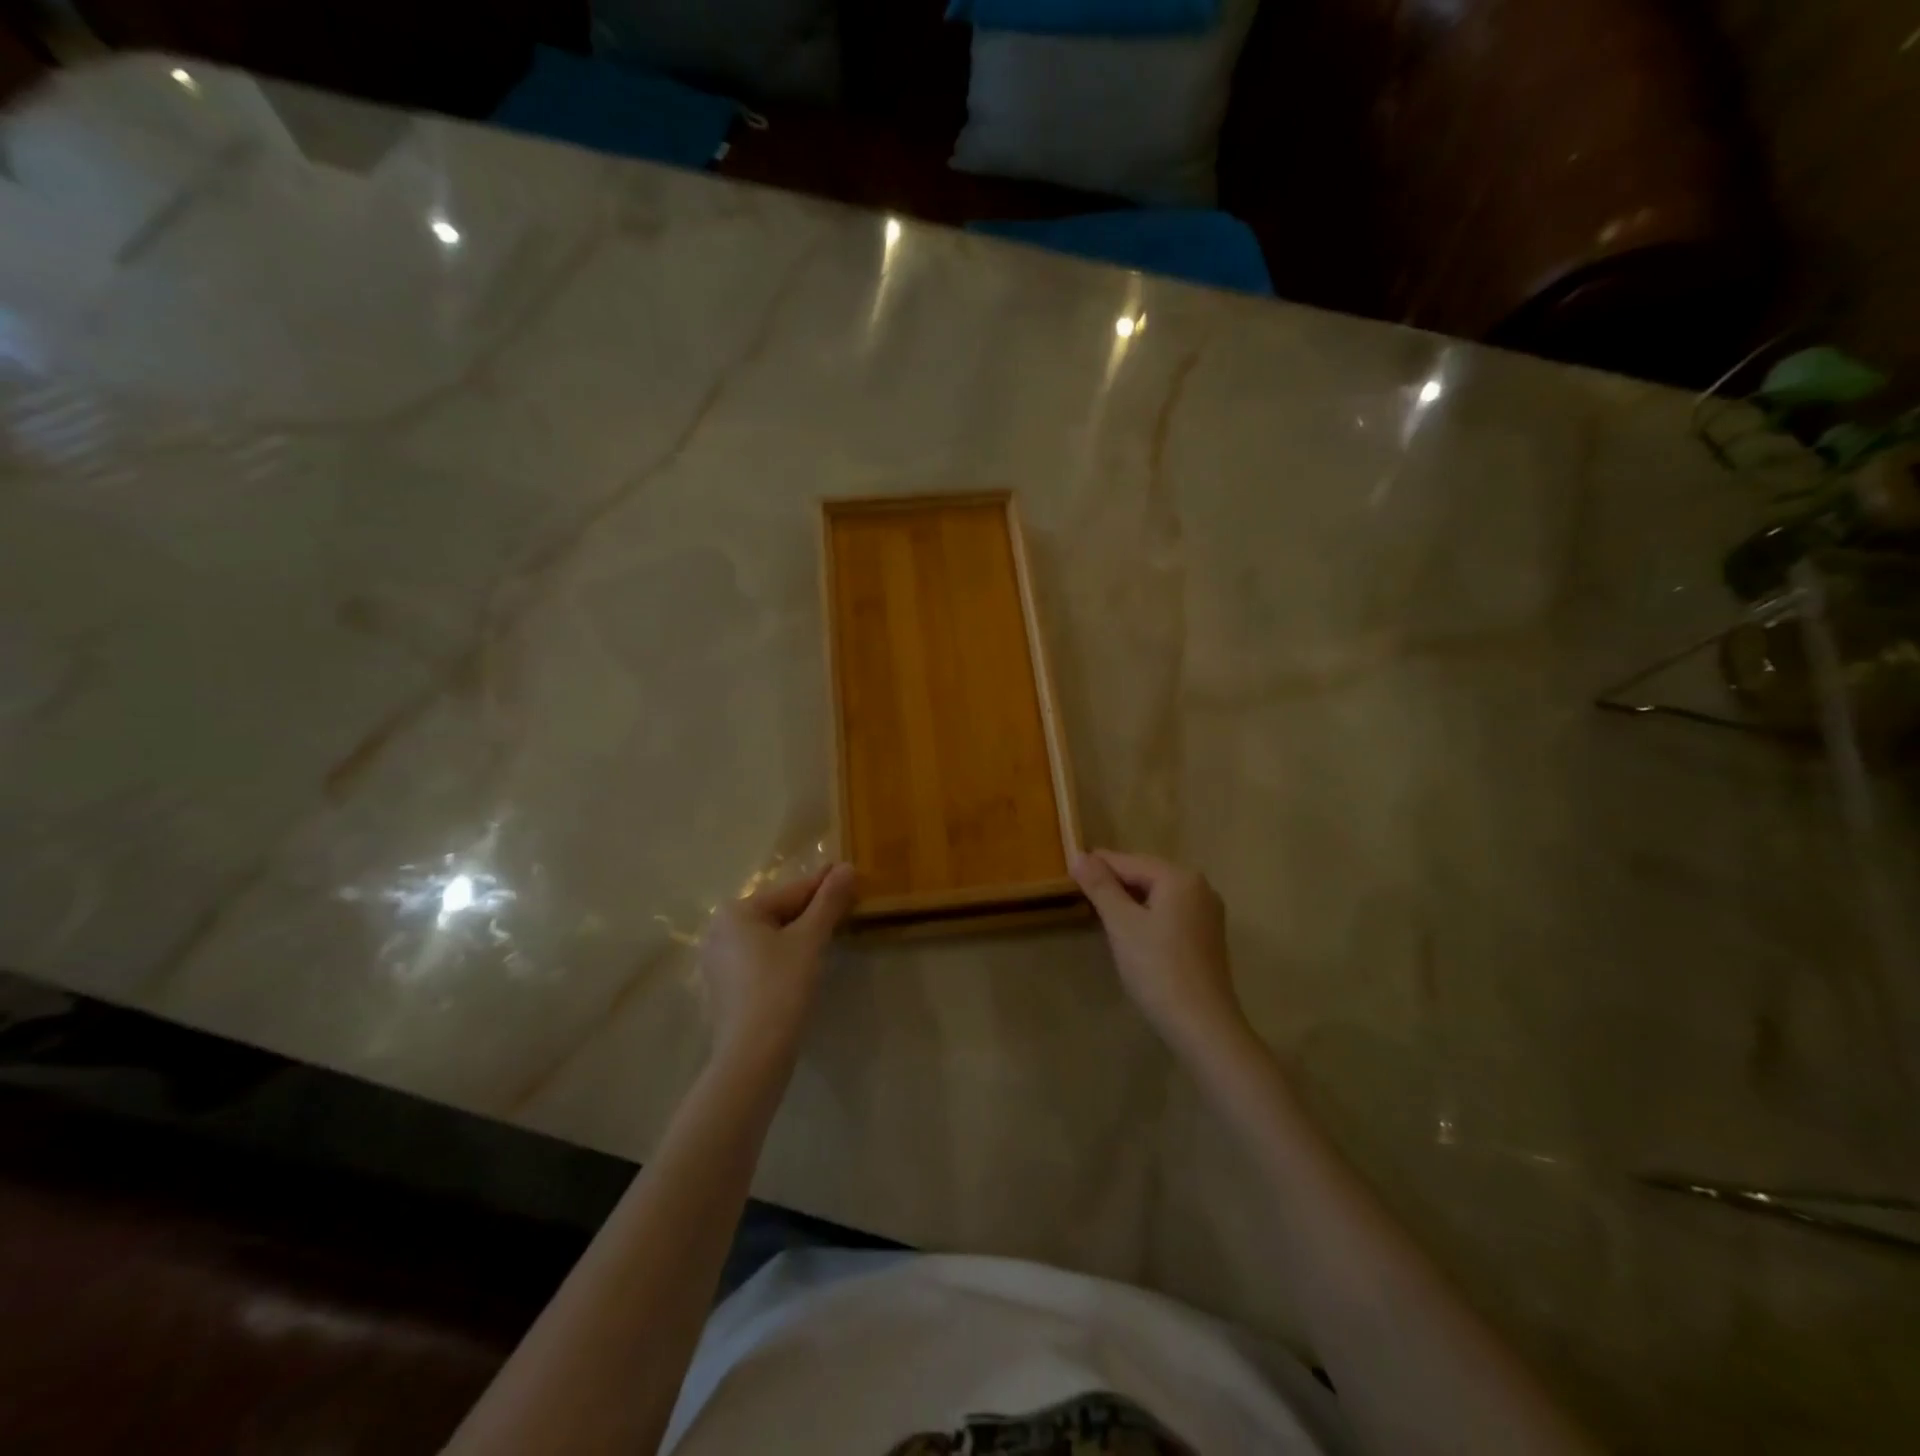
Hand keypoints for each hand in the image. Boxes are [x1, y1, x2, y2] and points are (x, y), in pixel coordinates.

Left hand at [700, 863, 857, 1060]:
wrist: (753, 1055)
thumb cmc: (781, 987)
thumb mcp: (810, 939)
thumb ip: (829, 901)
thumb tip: (847, 867)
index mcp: (736, 911)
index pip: (791, 892)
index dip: (824, 885)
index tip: (848, 874)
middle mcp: (719, 930)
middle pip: (778, 912)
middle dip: (812, 909)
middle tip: (844, 904)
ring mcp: (718, 961)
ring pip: (769, 936)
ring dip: (799, 932)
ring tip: (830, 930)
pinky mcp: (724, 988)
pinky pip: (760, 958)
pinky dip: (784, 955)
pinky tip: (805, 962)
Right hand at [1071, 850, 1246, 1056]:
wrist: (1202, 1025)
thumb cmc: (1157, 969)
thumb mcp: (1121, 924)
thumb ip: (1100, 886)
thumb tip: (1079, 855)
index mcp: (1180, 878)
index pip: (1129, 861)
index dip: (1097, 866)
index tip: (1069, 872)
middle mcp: (1200, 887)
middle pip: (1146, 874)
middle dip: (1114, 883)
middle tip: (1081, 894)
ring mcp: (1207, 913)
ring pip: (1158, 895)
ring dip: (1129, 900)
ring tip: (1100, 912)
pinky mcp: (1207, 936)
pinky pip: (1170, 912)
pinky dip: (1147, 915)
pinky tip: (1130, 932)